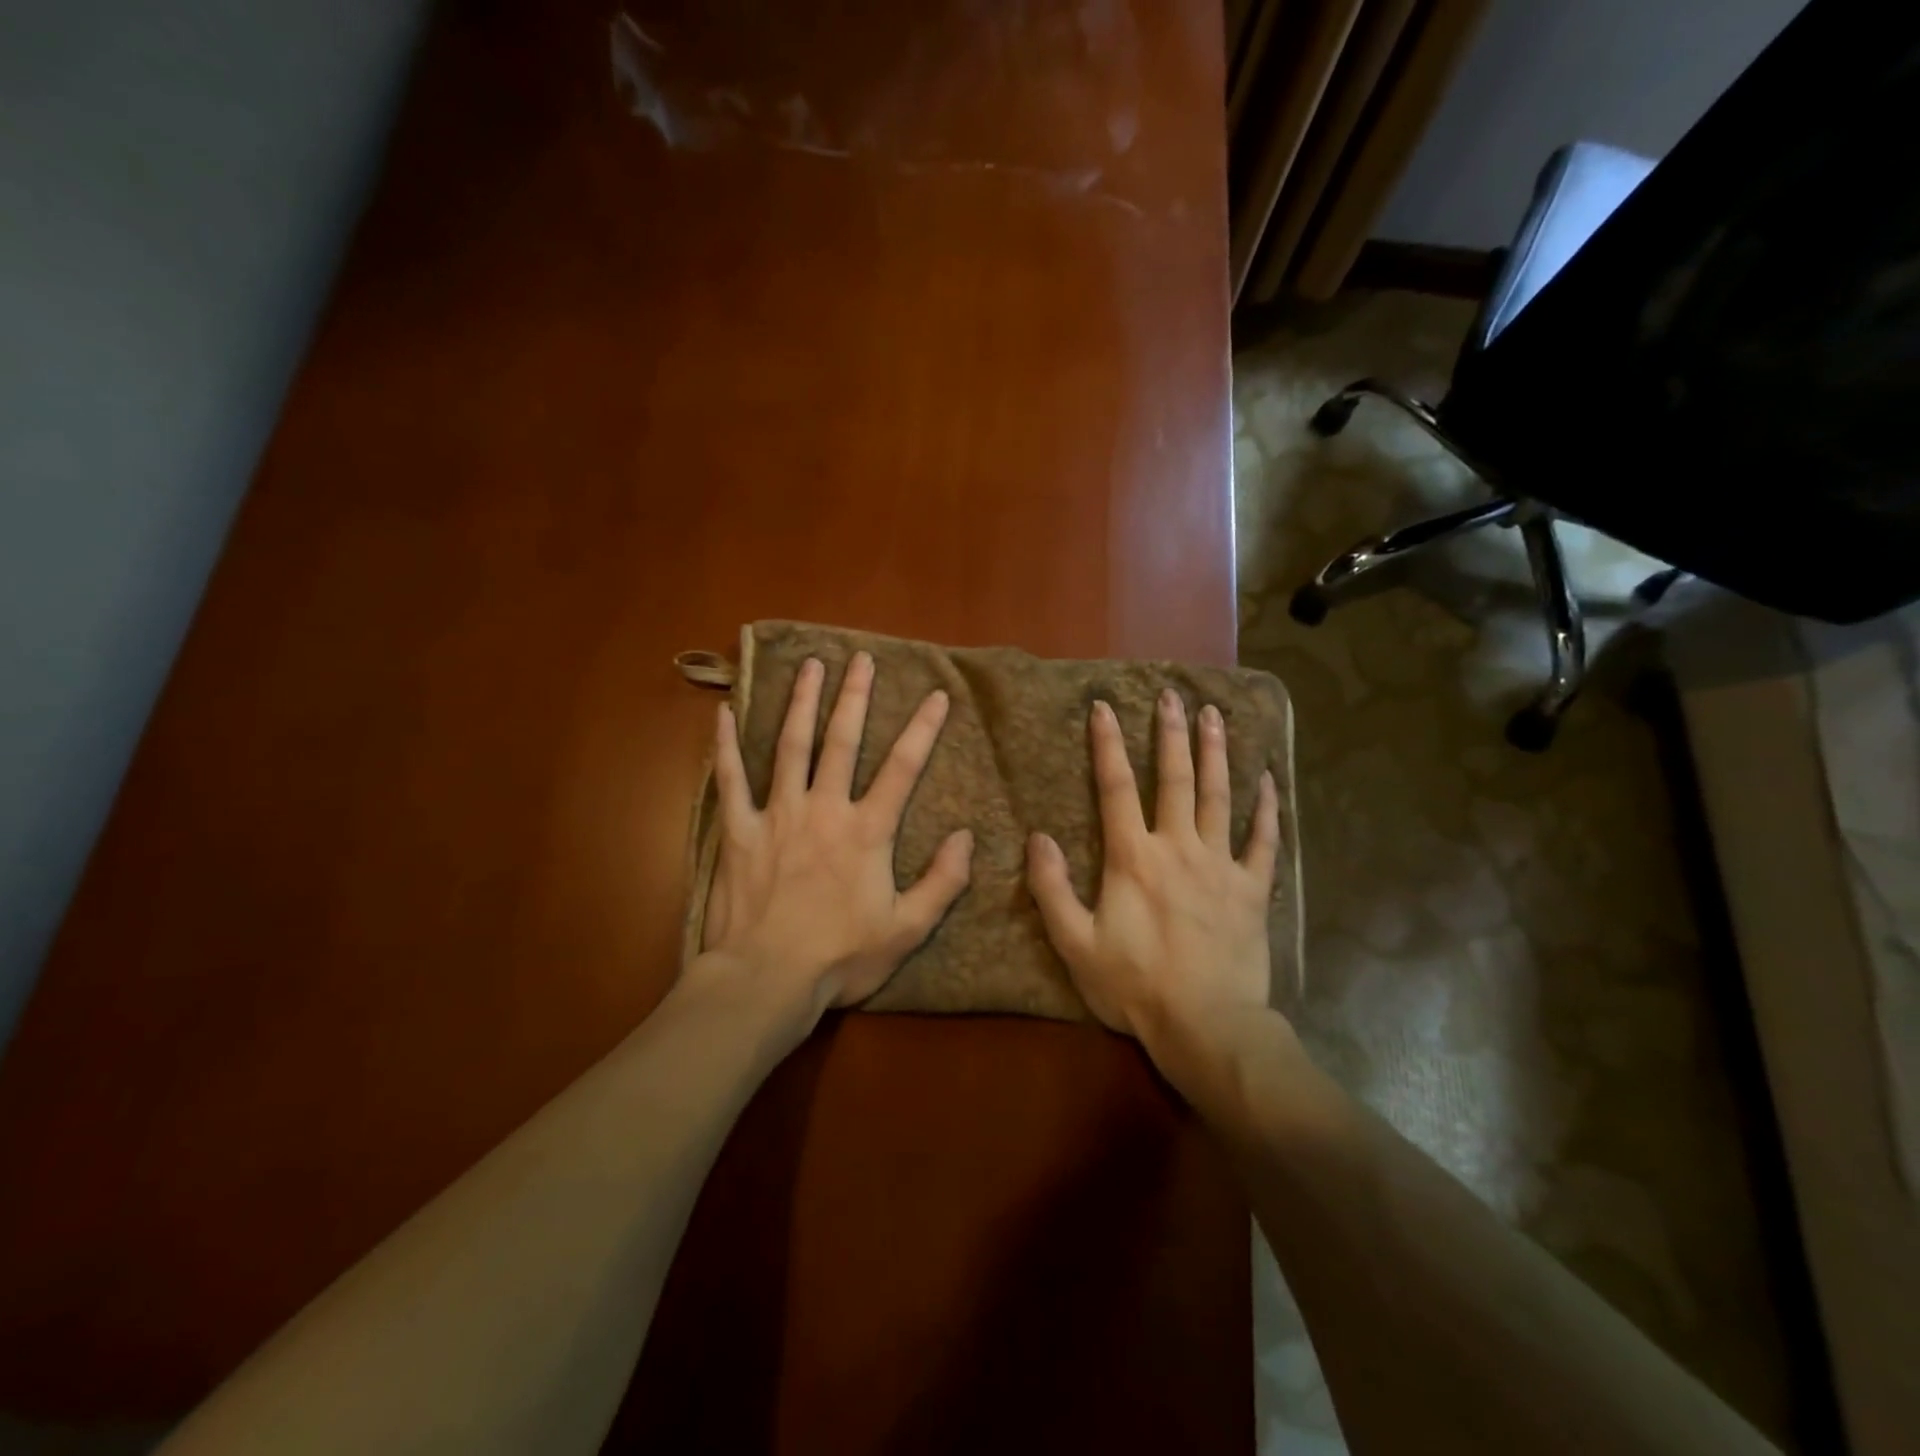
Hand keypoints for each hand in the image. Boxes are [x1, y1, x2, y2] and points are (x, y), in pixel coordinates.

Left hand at [693, 653, 973, 1023]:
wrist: (766, 980)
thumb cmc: (840, 957)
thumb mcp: (907, 929)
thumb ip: (942, 882)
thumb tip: (966, 837)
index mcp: (866, 831)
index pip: (902, 768)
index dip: (923, 729)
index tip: (937, 695)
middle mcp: (824, 809)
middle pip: (842, 741)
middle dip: (854, 696)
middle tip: (860, 658)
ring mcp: (777, 815)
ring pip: (791, 746)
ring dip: (801, 702)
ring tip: (810, 665)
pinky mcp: (738, 831)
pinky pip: (730, 780)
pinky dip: (725, 745)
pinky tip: (723, 712)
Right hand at [1026, 691, 1279, 1055]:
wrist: (1206, 1026)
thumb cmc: (1134, 985)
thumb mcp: (1075, 943)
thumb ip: (1051, 888)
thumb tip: (1037, 838)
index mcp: (1132, 857)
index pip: (1115, 787)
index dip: (1107, 745)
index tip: (1104, 707)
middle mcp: (1178, 847)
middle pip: (1174, 778)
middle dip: (1170, 733)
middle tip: (1172, 695)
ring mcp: (1220, 865)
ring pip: (1219, 796)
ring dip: (1216, 753)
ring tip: (1215, 716)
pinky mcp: (1251, 888)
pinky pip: (1263, 840)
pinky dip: (1266, 809)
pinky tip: (1269, 780)